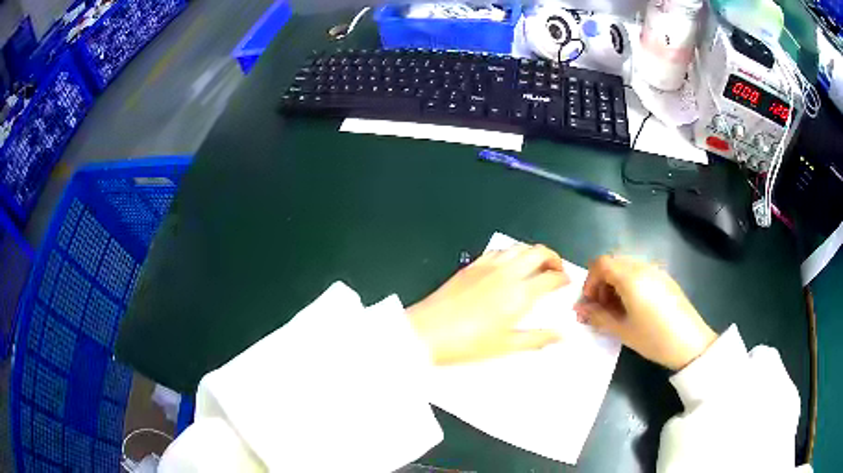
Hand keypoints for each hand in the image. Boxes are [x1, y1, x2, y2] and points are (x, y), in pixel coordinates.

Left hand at [408, 245, 569, 364]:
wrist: (427, 332)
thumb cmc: (468, 343)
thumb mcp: (507, 346)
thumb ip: (538, 338)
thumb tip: (562, 335)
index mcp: (519, 293)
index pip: (551, 277)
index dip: (563, 278)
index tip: (567, 283)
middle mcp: (507, 272)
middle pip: (538, 252)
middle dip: (553, 257)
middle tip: (556, 270)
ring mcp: (488, 266)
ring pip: (518, 247)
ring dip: (533, 252)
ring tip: (536, 265)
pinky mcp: (471, 266)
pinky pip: (497, 250)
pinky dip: (511, 252)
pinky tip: (508, 263)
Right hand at [576, 255, 717, 370]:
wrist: (690, 343)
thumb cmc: (653, 338)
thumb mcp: (622, 331)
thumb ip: (598, 317)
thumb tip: (580, 309)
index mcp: (631, 277)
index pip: (602, 263)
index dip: (590, 281)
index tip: (590, 303)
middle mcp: (643, 267)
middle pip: (614, 262)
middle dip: (602, 282)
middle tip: (602, 308)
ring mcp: (657, 271)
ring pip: (628, 267)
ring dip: (616, 283)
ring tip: (618, 309)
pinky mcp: (666, 278)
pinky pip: (641, 272)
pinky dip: (630, 284)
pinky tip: (635, 307)